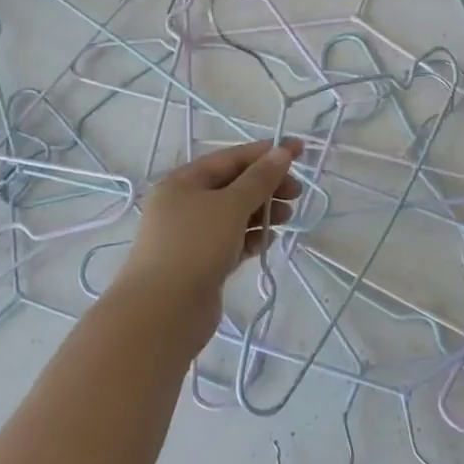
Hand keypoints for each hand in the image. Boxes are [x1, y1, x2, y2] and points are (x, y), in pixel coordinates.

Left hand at [120, 139, 303, 350]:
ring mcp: (192, 236)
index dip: (266, 153)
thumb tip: (282, 152)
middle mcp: (184, 204)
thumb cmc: (195, 246)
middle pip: (234, 186)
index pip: (231, 158)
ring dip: (262, 211)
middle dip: (267, 186)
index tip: (300, 151)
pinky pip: (233, 241)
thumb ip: (260, 178)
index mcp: (183, 181)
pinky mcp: (202, 263)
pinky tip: (269, 240)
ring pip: (235, 215)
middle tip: (297, 193)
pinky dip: (252, 237)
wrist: (163, 311)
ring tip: (287, 217)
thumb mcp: (231, 205)